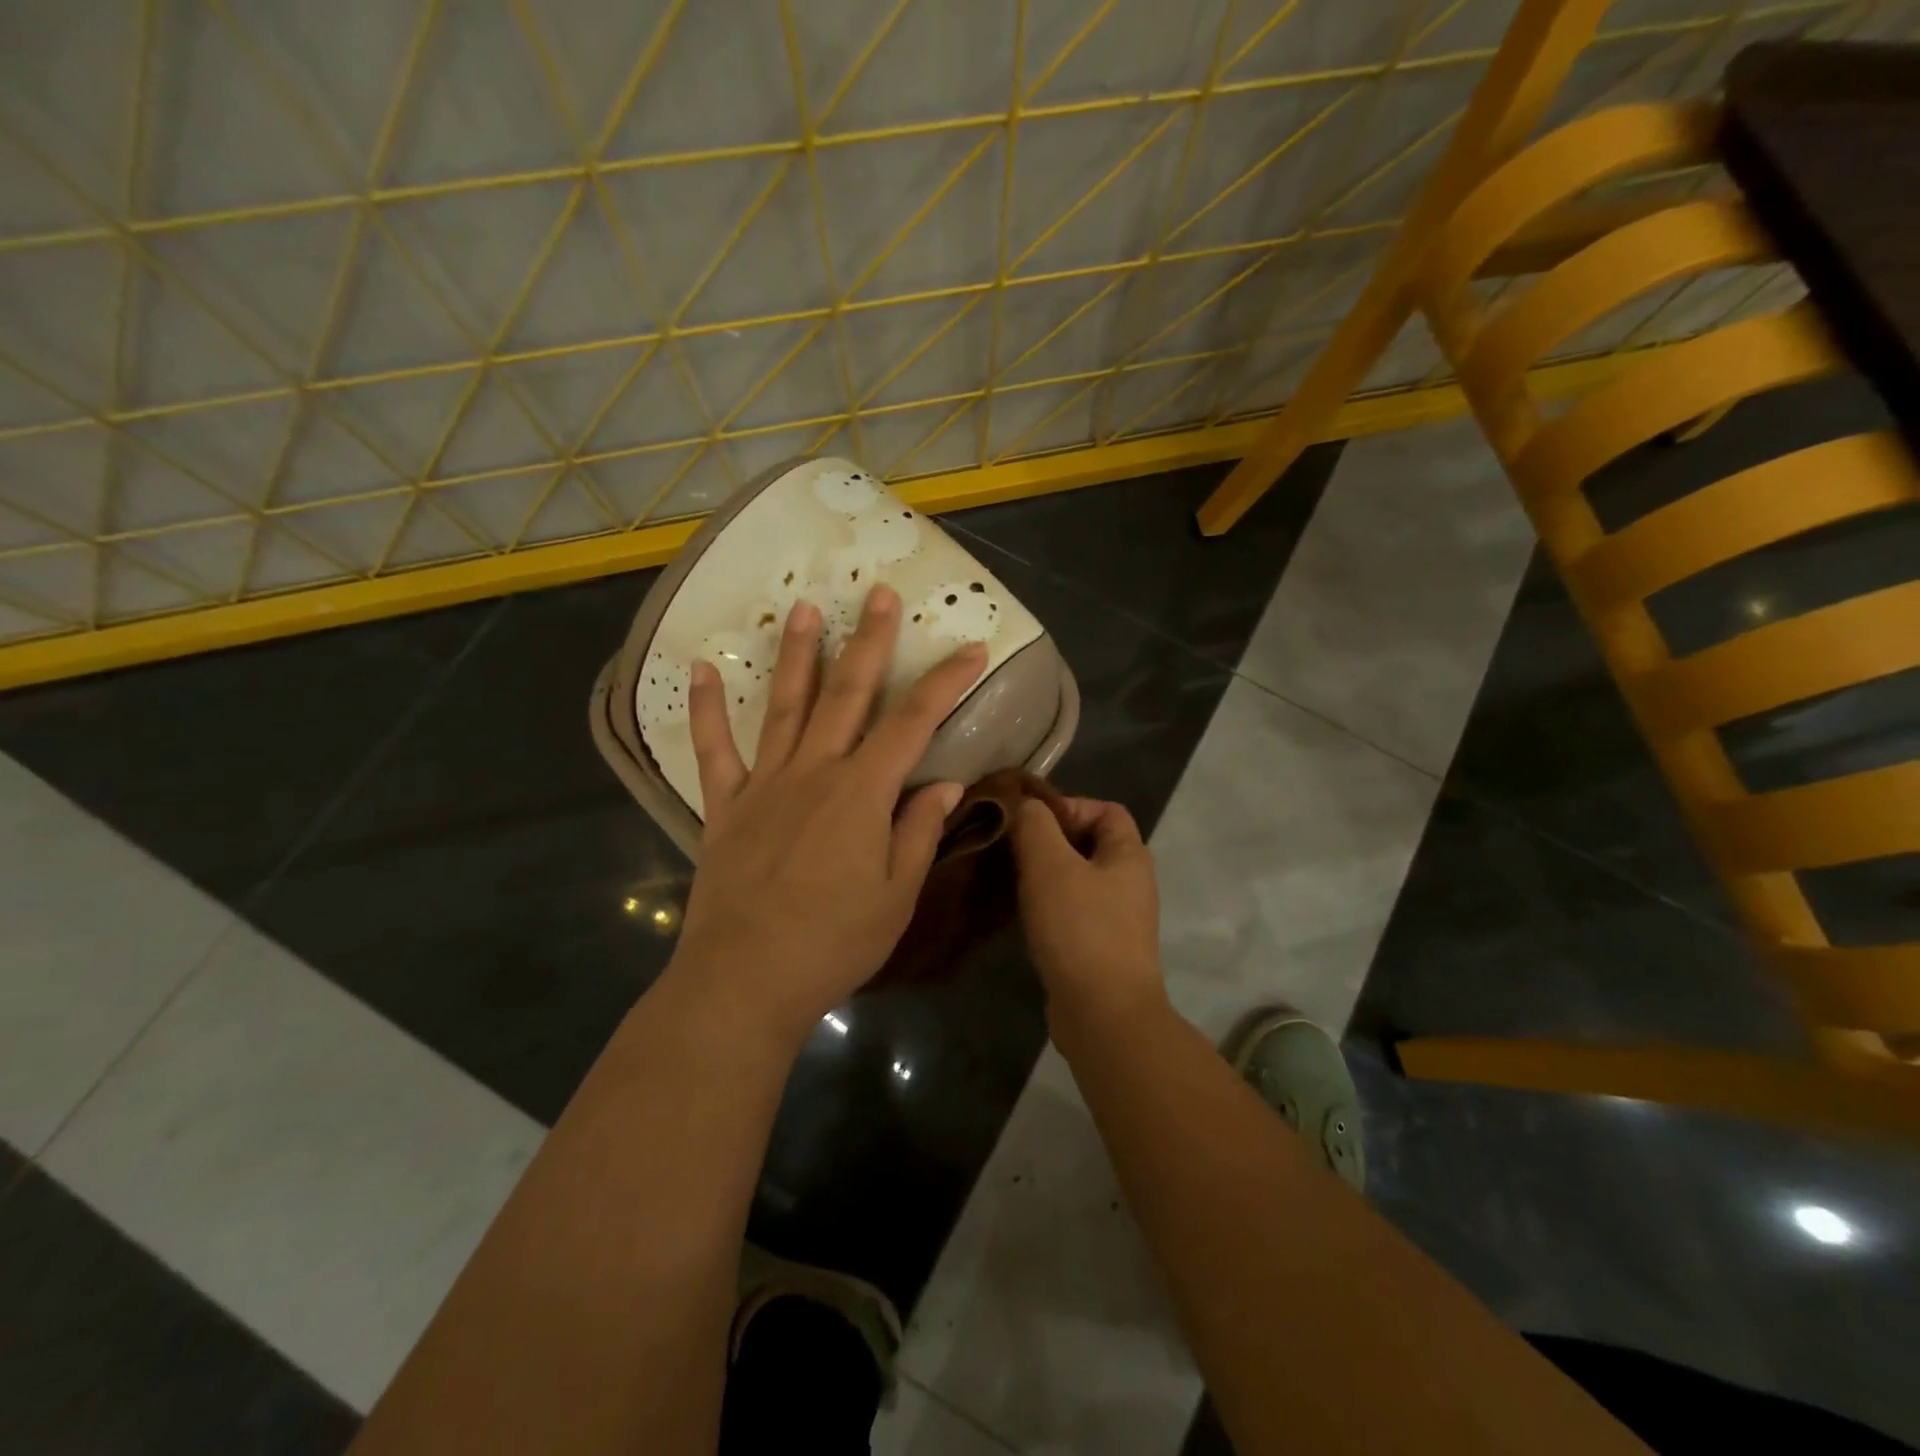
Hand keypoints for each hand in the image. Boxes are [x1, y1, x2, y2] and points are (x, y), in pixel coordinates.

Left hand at [670, 585, 986, 1045]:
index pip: (913, 723)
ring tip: (804, 607)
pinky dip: (706, 708)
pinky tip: (701, 668)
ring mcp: (764, 784)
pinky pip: (713, 749)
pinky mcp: (725, 806)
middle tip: (879, 594)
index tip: (971, 648)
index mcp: (862, 793)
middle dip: (870, 642)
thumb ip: (918, 831)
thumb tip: (945, 784)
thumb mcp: (896, 895)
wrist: (745, 980)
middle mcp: (814, 772)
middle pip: (848, 694)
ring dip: (797, 654)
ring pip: (784, 705)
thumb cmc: (834, 942)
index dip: (945, 682)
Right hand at [1010, 796, 1167, 1041]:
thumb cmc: (1080, 929)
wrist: (1103, 1014)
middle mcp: (1131, 882)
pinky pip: (1073, 911)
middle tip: (1011, 848)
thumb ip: (1035, 825)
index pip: (1106, 809)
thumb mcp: (1050, 865)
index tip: (1029, 821)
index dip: (1068, 805)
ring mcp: (1118, 918)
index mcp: (1129, 855)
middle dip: (1049, 840)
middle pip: (1089, 843)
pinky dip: (1049, 905)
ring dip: (1045, 874)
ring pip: (1078, 879)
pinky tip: (1022, 914)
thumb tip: (1026, 806)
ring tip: (1009, 878)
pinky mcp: (1101, 947)